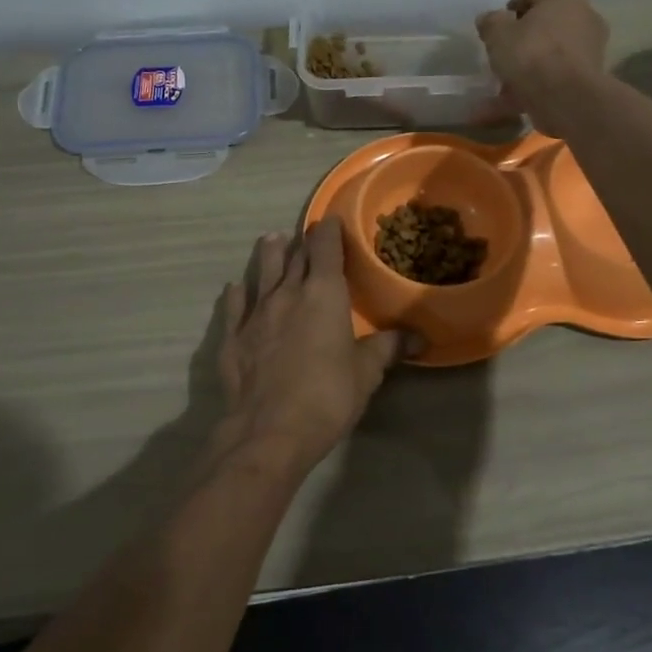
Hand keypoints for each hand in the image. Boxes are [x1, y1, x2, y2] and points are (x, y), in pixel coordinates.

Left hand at [216, 218, 406, 475]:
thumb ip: (388, 348)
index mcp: (324, 294)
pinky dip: (238, 293)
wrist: (268, 431)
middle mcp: (287, 294)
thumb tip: (418, 337)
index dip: (329, 231)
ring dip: (269, 254)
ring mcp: (255, 314)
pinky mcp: (233, 337)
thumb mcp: (366, 373)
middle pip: (294, 257)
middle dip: (302, 243)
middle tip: (305, 233)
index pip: (326, 248)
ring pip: (262, 273)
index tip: (331, 220)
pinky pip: (236, 305)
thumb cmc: (327, 396)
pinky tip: (236, 287)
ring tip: (272, 239)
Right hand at [476, 0, 609, 138]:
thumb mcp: (498, 34)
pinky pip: (553, 79)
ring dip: (524, 70)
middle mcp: (583, 16)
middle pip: (544, 25)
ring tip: (499, 88)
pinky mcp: (588, 79)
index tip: (495, 28)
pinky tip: (506, 106)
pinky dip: (531, 90)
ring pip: (548, 56)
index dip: (510, 8)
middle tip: (500, 55)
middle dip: (520, 40)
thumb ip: (490, 22)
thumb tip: (489, 19)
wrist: (567, 98)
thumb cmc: (531, 53)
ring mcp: (589, 49)